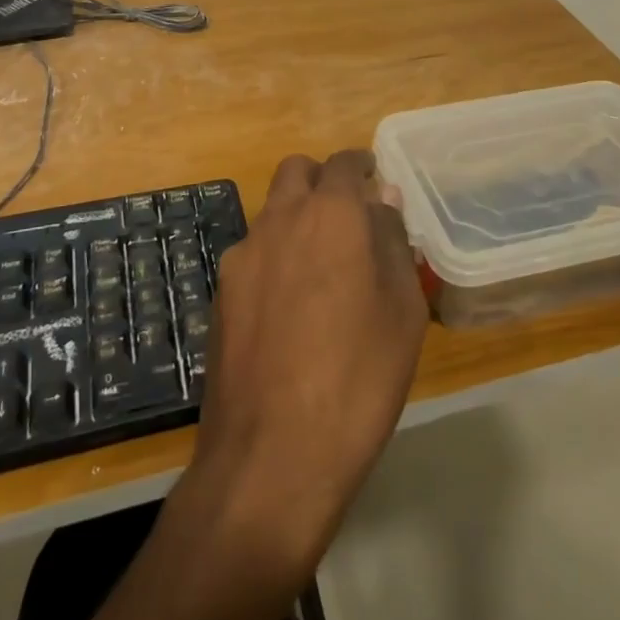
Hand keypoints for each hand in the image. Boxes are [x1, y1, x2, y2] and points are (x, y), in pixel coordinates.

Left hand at [188, 151, 427, 572]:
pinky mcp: (218, 295)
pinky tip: (289, 308)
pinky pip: (252, 254)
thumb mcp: (401, 311)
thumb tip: (383, 200)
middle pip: (296, 173)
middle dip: (322, 181)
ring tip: (323, 269)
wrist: (270, 456)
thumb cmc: (358, 379)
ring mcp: (241, 257)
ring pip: (270, 212)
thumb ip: (393, 243)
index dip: (362, 166)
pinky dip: (274, 257)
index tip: (375, 181)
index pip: (343, 164)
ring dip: (296, 219)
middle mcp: (278, 221)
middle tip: (349, 218)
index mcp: (329, 216)